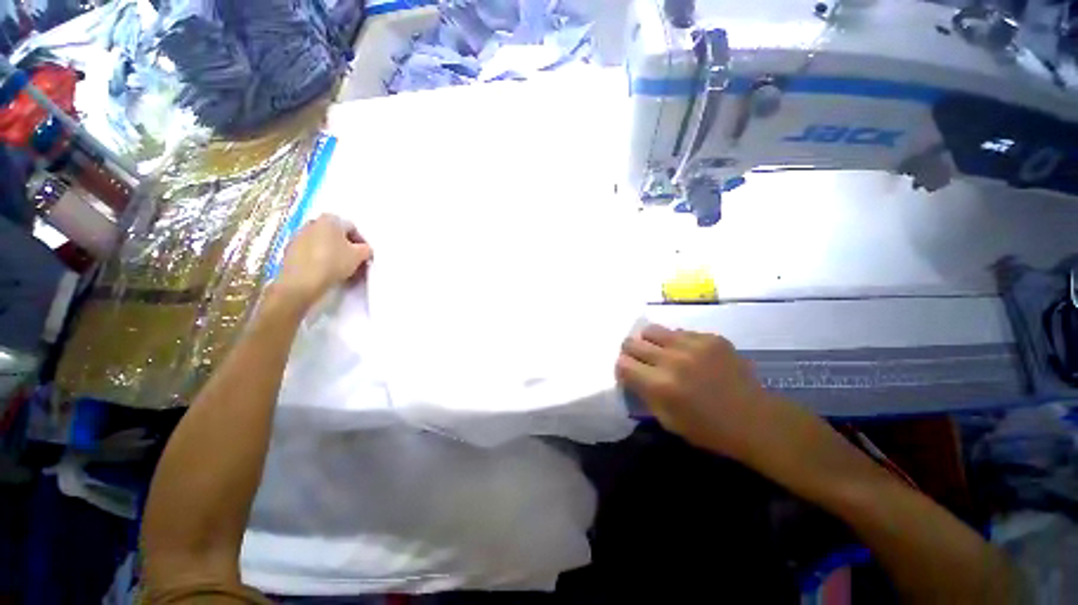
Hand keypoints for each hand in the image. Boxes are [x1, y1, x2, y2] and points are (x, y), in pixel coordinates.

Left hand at [272, 214, 372, 311]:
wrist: (301, 282)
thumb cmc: (333, 262)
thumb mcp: (359, 255)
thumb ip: (366, 249)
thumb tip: (365, 249)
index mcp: (329, 219)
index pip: (352, 228)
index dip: (362, 242)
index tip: (365, 255)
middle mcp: (312, 223)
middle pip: (336, 235)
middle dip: (347, 247)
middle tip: (355, 262)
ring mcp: (298, 237)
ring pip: (323, 244)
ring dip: (334, 254)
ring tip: (343, 269)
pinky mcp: (290, 251)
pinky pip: (312, 253)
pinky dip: (321, 260)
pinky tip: (327, 272)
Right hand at [616, 324, 782, 460]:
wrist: (755, 420)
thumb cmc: (708, 429)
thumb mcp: (667, 420)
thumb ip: (644, 393)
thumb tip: (631, 373)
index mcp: (660, 386)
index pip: (622, 364)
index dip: (622, 368)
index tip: (629, 373)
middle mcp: (672, 360)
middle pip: (631, 343)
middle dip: (631, 352)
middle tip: (641, 361)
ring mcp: (692, 345)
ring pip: (651, 330)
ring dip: (650, 342)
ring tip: (661, 352)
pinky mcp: (710, 337)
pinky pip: (679, 332)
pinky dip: (676, 342)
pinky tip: (688, 355)